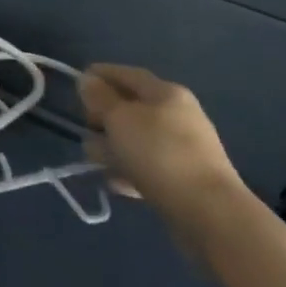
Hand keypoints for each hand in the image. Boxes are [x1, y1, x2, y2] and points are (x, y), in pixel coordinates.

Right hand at [79, 64, 252, 248]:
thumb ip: (99, 97)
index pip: (128, 74)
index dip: (100, 74)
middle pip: (131, 108)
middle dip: (103, 118)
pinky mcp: (185, 179)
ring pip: (136, 140)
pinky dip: (131, 171)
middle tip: (87, 129)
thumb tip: (88, 81)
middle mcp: (179, 116)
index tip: (76, 83)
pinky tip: (118, 183)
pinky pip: (148, 166)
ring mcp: (184, 149)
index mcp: (166, 93)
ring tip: (96, 163)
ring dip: (113, 148)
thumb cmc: (158, 153)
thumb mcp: (118, 118)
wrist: (209, 212)